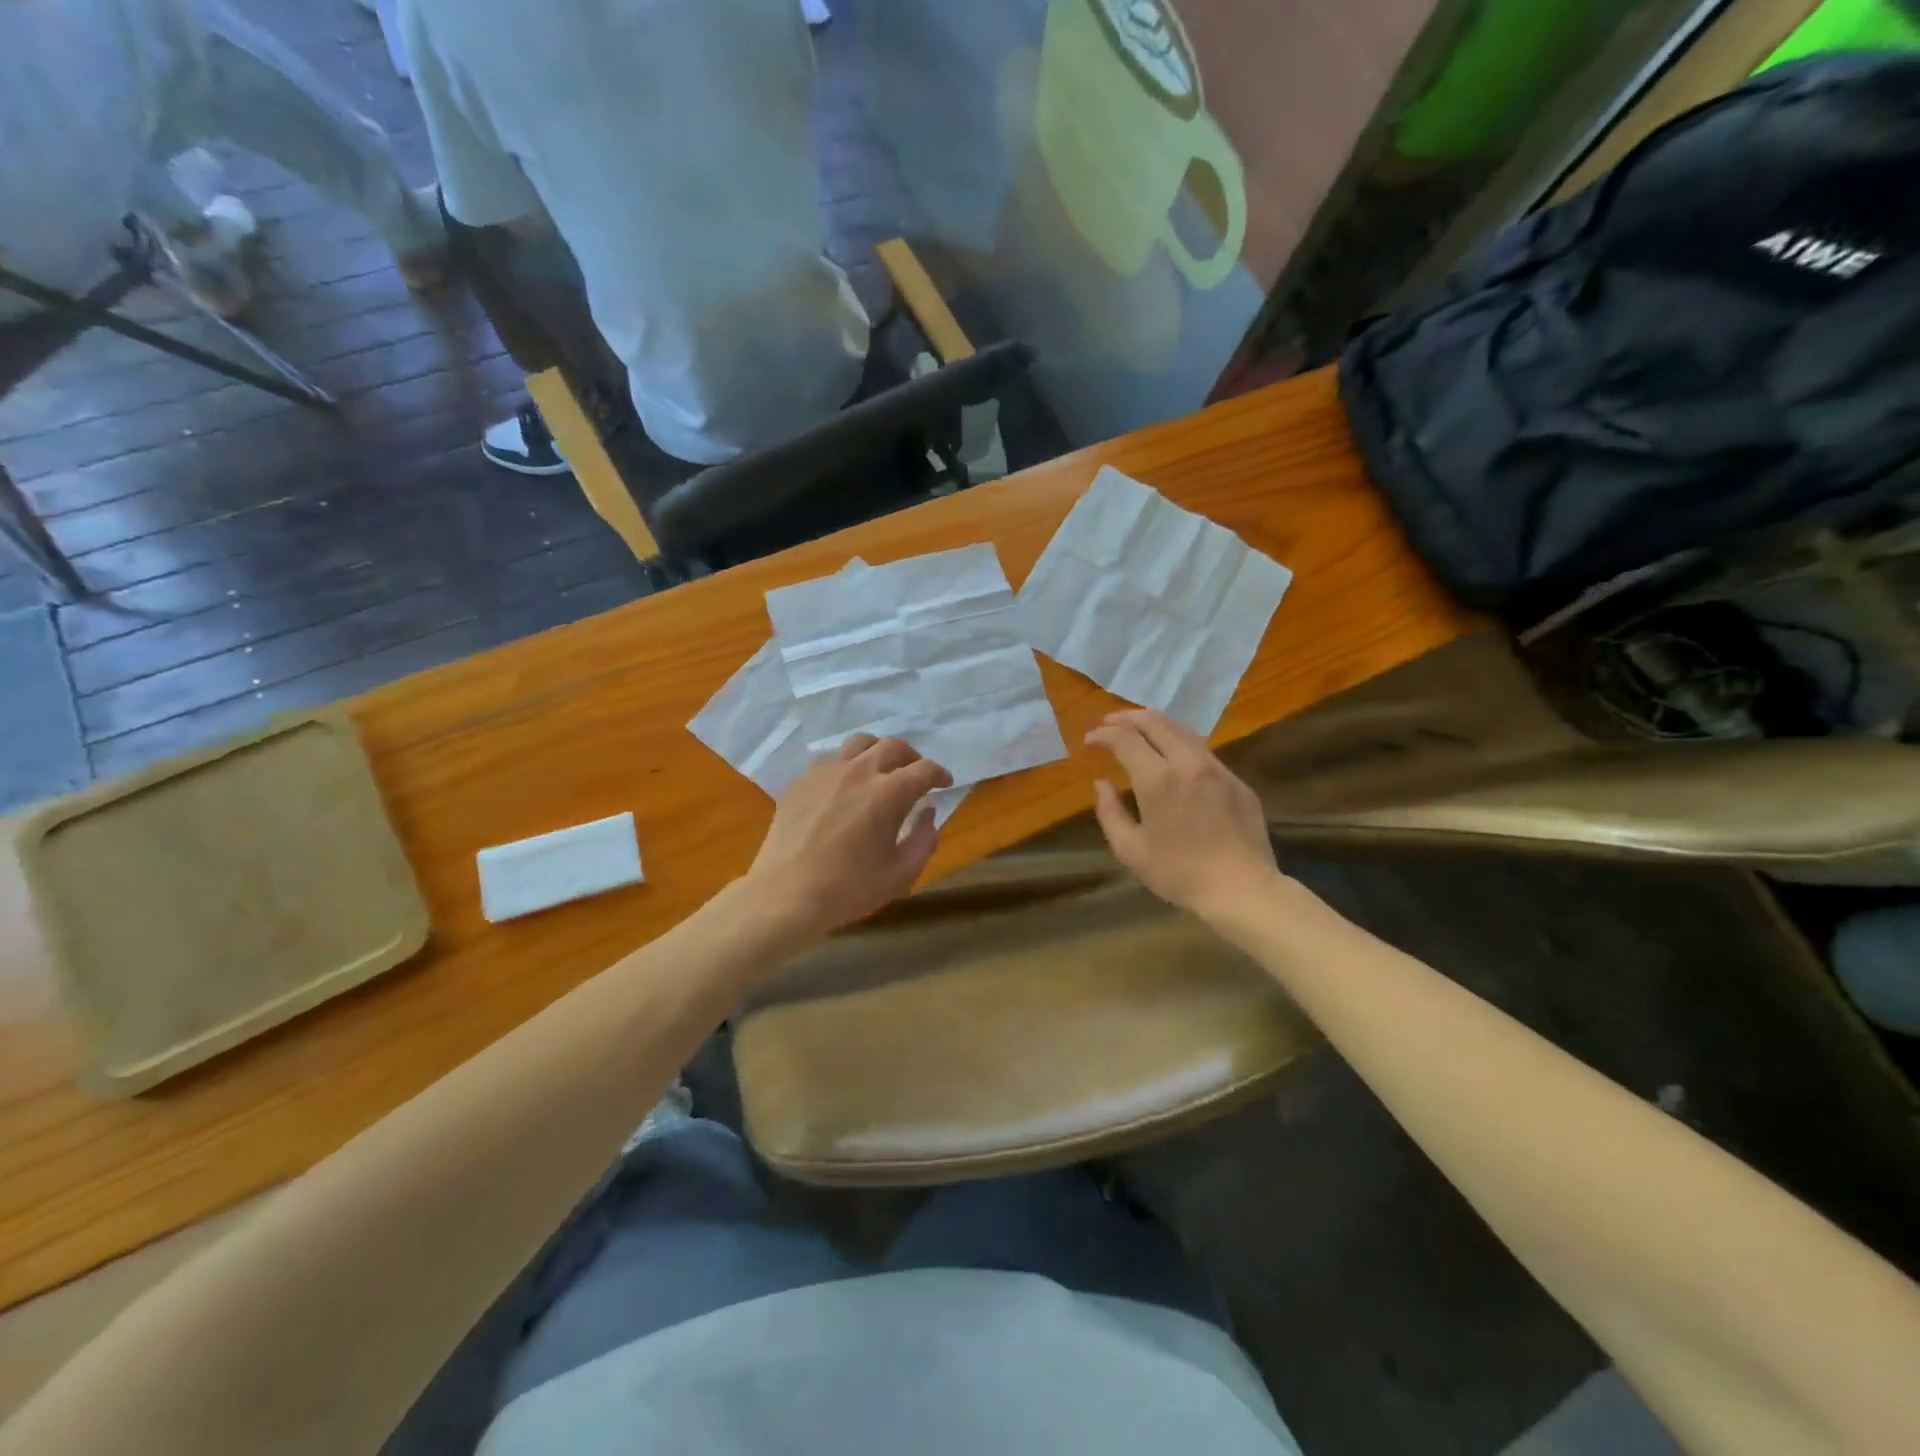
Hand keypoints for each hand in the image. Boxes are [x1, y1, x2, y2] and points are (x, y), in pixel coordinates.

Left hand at [746, 735, 952, 938]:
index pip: (924, 769)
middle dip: (912, 758)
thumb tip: (928, 813)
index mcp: (888, 793)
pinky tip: (845, 786)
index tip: (944, 783)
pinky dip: (847, 765)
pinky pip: (831, 760)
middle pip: (893, 746)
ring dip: (878, 752)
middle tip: (915, 775)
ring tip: (880, 770)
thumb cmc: (849, 889)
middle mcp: (858, 772)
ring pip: (859, 743)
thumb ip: (923, 840)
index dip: (940, 774)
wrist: (786, 894)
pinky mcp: (801, 781)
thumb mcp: (900, 874)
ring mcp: (826, 772)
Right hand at [1085, 709, 1280, 919]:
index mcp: (1157, 779)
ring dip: (1156, 724)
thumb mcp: (1131, 850)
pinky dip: (1180, 742)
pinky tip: (1175, 754)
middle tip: (1110, 723)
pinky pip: (1204, 750)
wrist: (1242, 889)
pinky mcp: (1237, 781)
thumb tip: (1101, 784)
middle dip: (1127, 718)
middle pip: (1155, 722)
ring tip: (1139, 729)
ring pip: (1183, 730)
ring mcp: (1217, 769)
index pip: (1125, 739)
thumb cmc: (1179, 873)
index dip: (1104, 734)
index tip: (1090, 739)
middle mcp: (1187, 763)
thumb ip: (1110, 812)